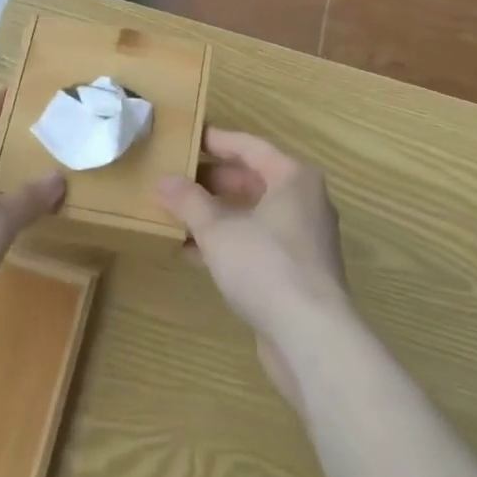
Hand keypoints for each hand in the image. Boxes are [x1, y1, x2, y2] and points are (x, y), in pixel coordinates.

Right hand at [155, 130, 348, 406]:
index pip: (249, 146)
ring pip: (254, 215)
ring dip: (218, 215)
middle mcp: (304, 201)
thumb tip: (163, 181)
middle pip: (253, 180)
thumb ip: (189, 202)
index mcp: (293, 177)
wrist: (312, 338)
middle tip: (177, 178)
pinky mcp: (299, 273)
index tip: (187, 138)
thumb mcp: (218, 230)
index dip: (216, 141)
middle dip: (213, 181)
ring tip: (178, 215)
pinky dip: (229, 243)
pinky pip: (258, 244)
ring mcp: (304, 239)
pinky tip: (194, 253)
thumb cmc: (266, 265)